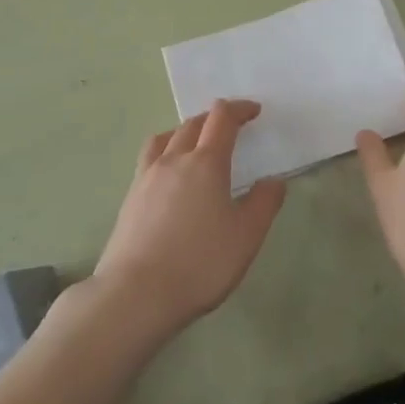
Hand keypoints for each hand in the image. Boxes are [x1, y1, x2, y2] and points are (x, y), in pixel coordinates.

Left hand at [93, 100, 285, 343]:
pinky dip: (166, 151)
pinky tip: (169, 175)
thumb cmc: (199, 263)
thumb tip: (274, 181)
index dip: (239, 109)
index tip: (254, 111)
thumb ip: (264, 204)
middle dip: (215, 119)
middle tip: (230, 128)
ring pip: (167, 137)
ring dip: (186, 131)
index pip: (222, 118)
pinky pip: (150, 157)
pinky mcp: (130, 196)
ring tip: (196, 144)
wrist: (136, 294)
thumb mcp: (246, 237)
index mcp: (206, 162)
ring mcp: (147, 176)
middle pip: (193, 123)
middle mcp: (174, 159)